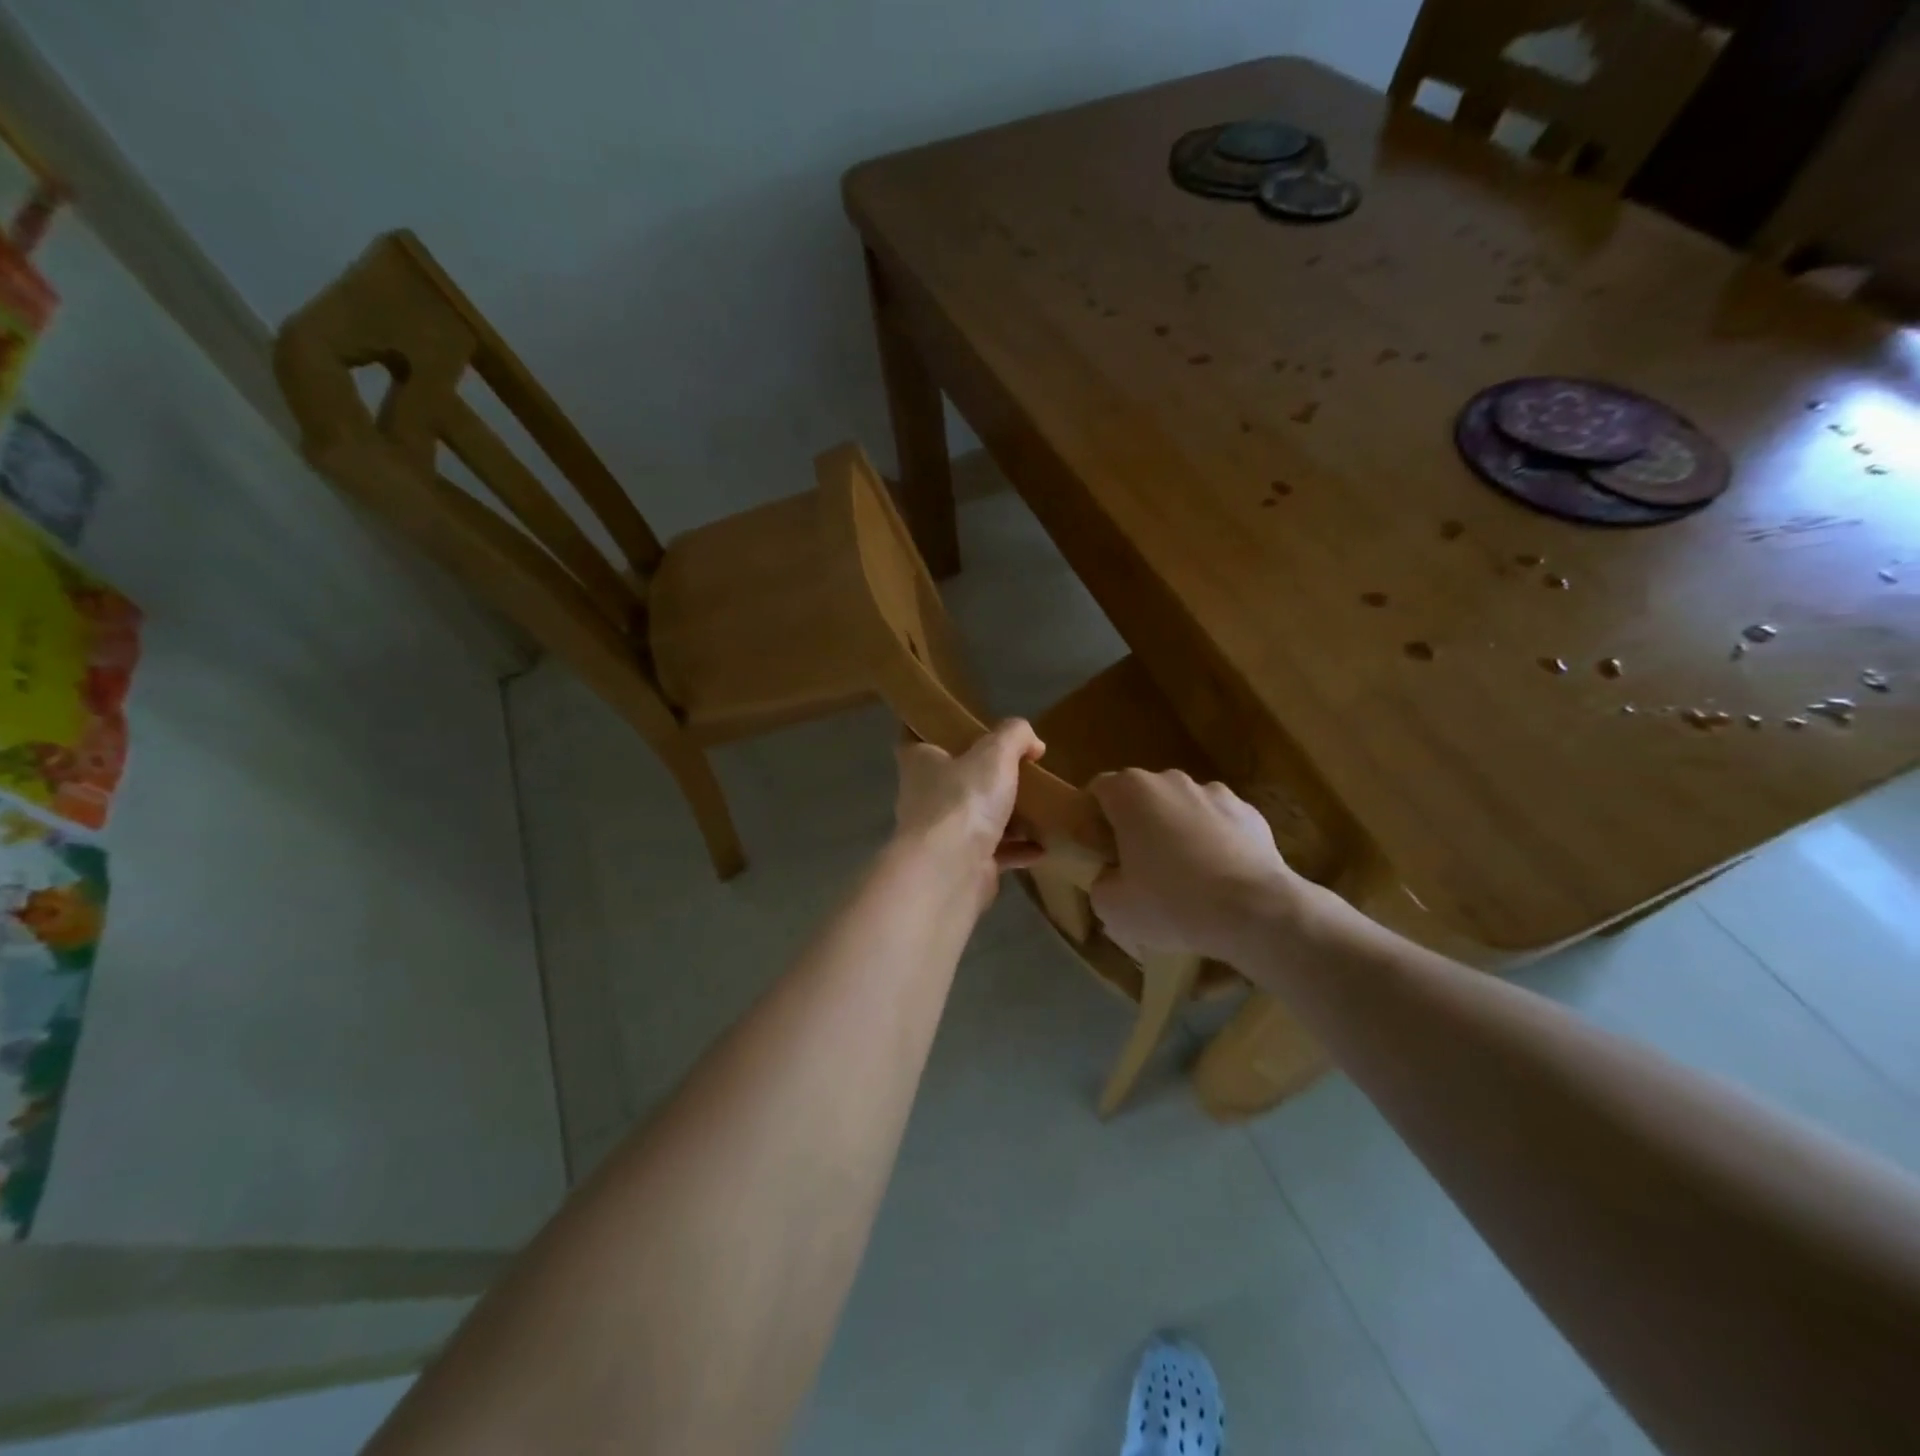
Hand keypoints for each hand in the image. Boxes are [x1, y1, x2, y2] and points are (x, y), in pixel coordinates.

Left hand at [893, 720, 1047, 892]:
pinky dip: (1017, 849)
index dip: (935, 729)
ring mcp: (941, 835)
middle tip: (1017, 767)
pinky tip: (1042, 846)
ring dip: (1005, 816)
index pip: (916, 737)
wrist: (951, 871)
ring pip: (974, 818)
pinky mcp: (961, 865)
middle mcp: (924, 797)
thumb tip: (1032, 742)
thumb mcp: (995, 753)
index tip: (961, 725)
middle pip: (953, 780)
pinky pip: (993, 852)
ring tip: (1038, 807)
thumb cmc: (963, 800)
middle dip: (981, 775)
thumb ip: (1014, 736)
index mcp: (920, 763)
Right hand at [1088, 770, 1319, 962]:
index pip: (1098, 790)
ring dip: (1177, 832)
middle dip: (1136, 825)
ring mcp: (1215, 792)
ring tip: (1185, 877)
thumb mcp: (1113, 906)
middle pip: (1142, 797)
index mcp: (1131, 792)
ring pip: (1182, 809)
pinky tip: (1219, 878)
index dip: (1093, 818)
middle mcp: (1171, 780)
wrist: (1255, 912)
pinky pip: (1219, 824)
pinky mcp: (1250, 813)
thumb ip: (1101, 882)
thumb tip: (1112, 877)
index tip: (1099, 850)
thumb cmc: (1171, 902)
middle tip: (1137, 868)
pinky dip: (1214, 842)